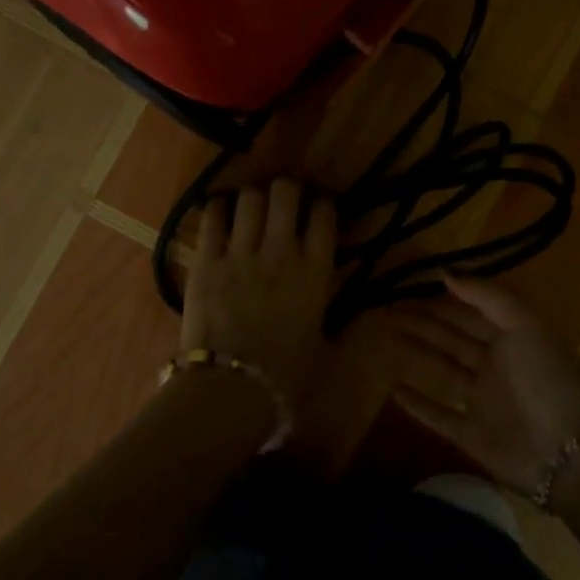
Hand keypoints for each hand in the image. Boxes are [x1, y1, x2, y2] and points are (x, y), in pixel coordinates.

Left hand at [183, 179, 337, 411]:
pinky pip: (212, 217)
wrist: (231, 390)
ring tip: (253, 203)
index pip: (323, 216)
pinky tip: (221, 210)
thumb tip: (374, 318)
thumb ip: (349, 327)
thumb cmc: (286, 378)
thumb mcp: (329, 352)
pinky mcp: (206, 260)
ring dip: (254, 195)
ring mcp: (240, 253)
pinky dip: (219, 207)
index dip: (322, 204)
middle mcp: (281, 251)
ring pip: (250, 198)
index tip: (318, 207)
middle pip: (286, 193)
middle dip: (287, 189)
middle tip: (284, 200)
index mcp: (315, 272)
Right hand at [388, 277, 579, 494]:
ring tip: (389, 337)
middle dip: (423, 322)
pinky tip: (394, 390)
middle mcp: (497, 365)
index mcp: (513, 337)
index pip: (470, 312)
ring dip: (418, 353)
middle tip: (387, 310)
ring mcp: (483, 401)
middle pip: (452, 337)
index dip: (441, 300)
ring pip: (444, 370)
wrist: (572, 451)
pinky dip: (418, 404)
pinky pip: (439, 416)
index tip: (409, 286)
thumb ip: (487, 296)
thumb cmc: (550, 379)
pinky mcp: (472, 435)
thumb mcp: (525, 324)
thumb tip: (445, 272)